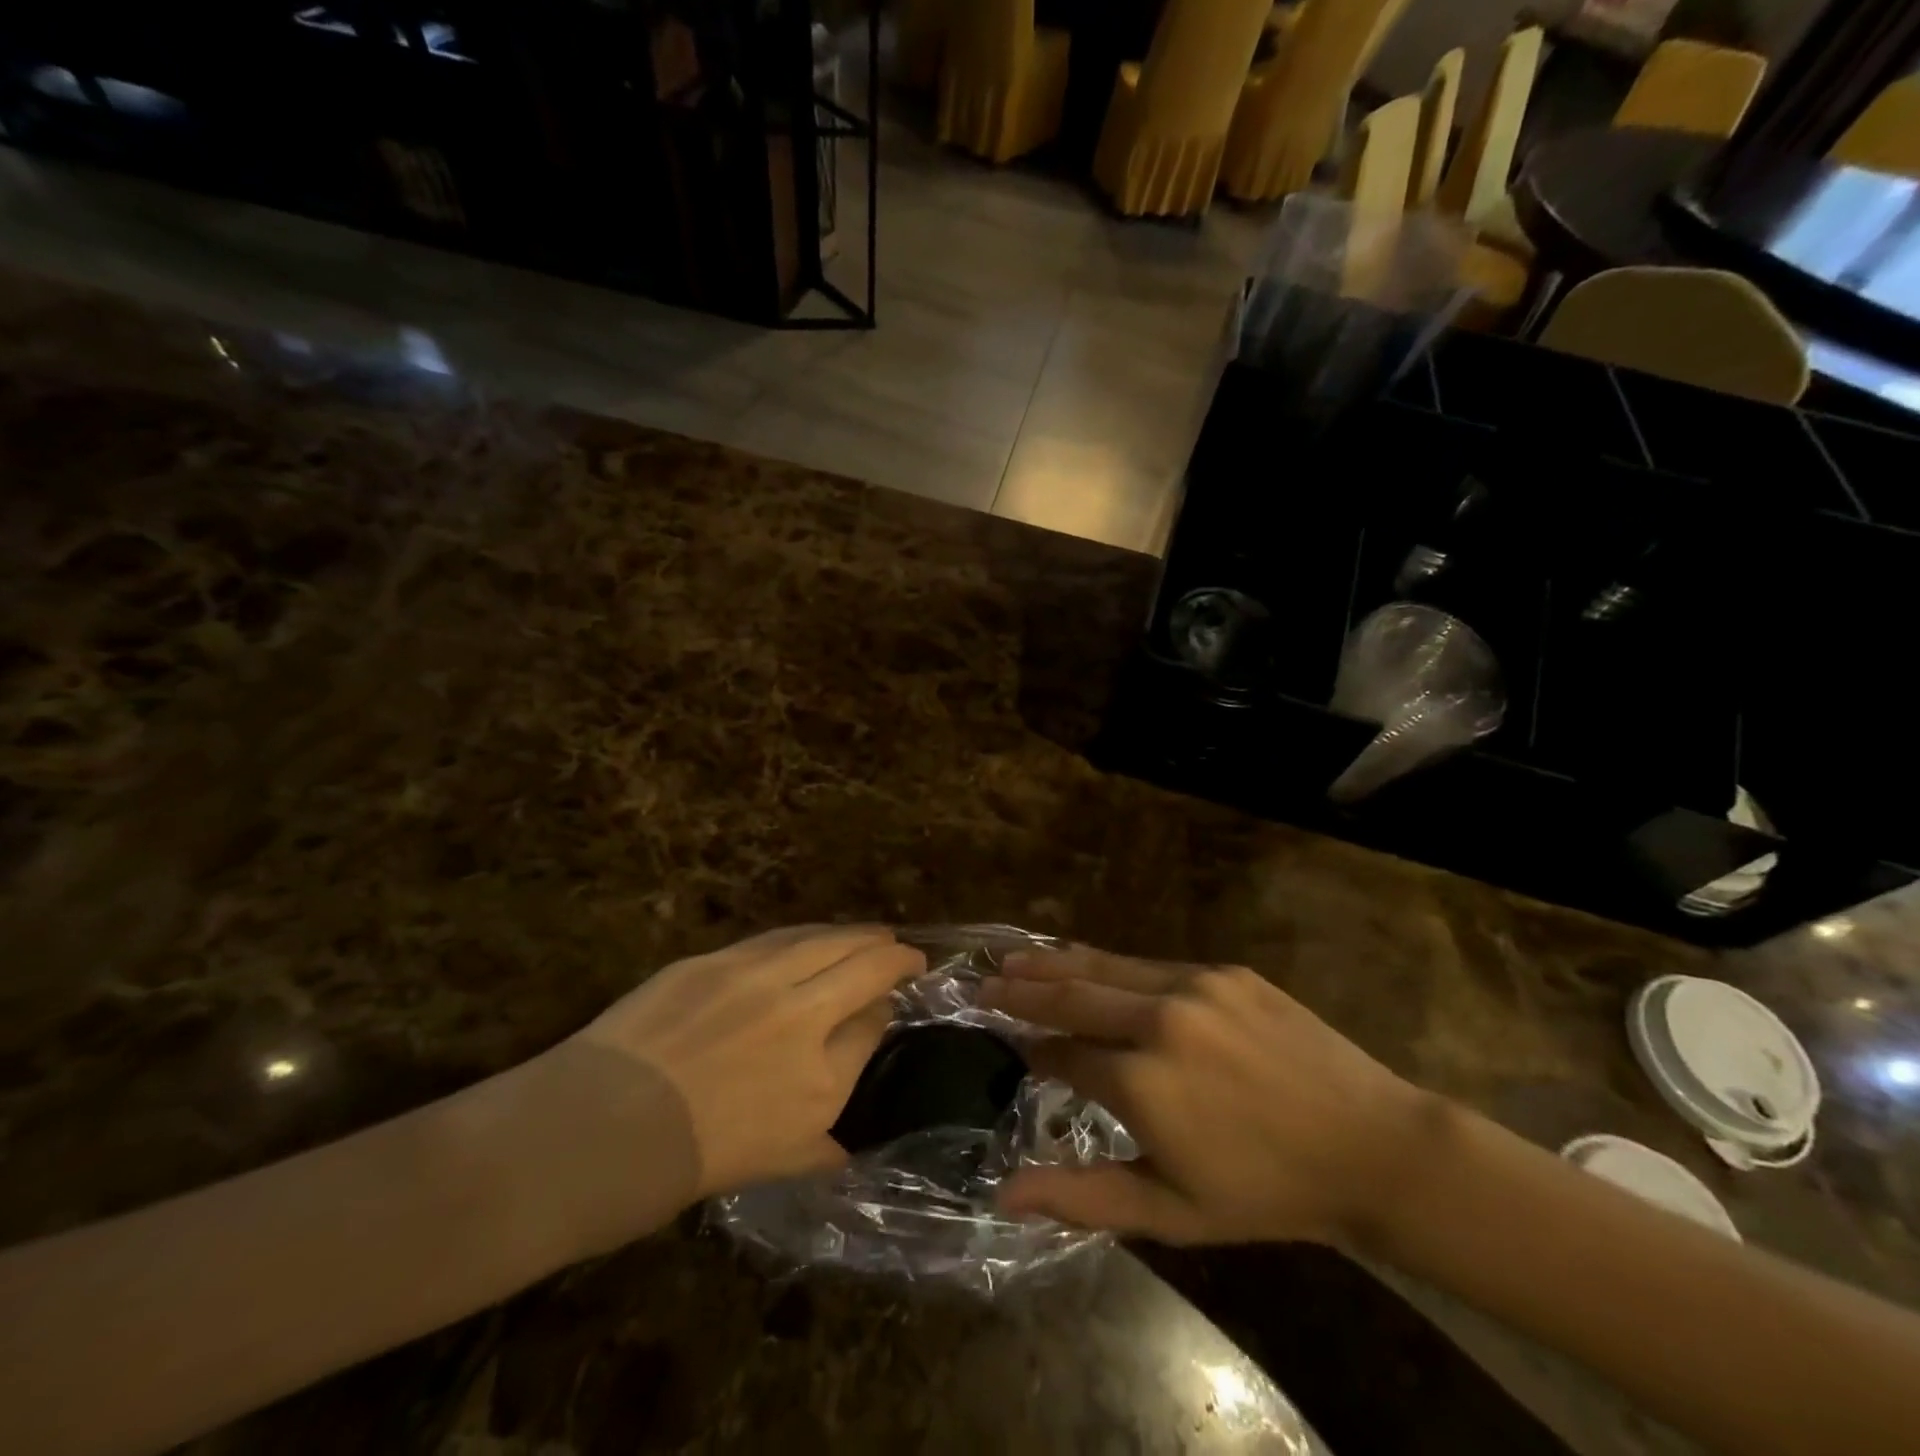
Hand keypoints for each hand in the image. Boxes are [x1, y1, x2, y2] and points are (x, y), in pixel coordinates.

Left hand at [571, 925, 924, 1196]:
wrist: (597, 1132)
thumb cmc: (689, 1165)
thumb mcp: (775, 1166)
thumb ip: (823, 1145)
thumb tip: (848, 1140)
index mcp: (824, 1078)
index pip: (874, 1022)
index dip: (886, 1009)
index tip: (888, 1006)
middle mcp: (804, 1015)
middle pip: (866, 964)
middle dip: (895, 954)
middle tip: (907, 952)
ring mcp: (759, 978)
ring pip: (826, 938)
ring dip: (857, 934)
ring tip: (872, 933)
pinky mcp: (717, 959)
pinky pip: (778, 938)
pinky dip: (808, 935)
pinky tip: (813, 936)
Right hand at [977, 944, 1435, 1246]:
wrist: (1371, 1146)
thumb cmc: (1266, 1192)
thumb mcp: (1171, 1212)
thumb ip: (1081, 1197)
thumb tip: (1002, 1193)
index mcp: (1141, 1083)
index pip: (1062, 1053)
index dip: (1034, 1052)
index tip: (1016, 1051)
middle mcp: (1158, 1021)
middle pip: (1071, 995)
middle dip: (1022, 989)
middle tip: (982, 981)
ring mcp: (1192, 986)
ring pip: (1105, 967)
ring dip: (1055, 964)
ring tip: (1014, 959)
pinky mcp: (1222, 970)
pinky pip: (1151, 964)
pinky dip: (1110, 964)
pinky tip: (1090, 963)